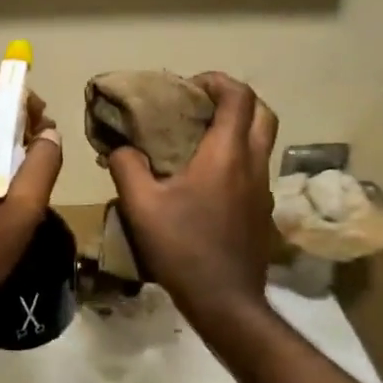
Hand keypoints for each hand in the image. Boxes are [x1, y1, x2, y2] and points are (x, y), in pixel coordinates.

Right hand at [106, 72, 277, 317]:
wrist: (225, 301)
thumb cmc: (183, 247)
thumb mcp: (141, 206)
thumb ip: (126, 167)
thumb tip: (119, 147)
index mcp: (227, 154)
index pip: (238, 96)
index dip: (216, 81)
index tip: (189, 85)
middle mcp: (253, 164)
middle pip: (262, 113)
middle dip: (235, 99)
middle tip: (202, 106)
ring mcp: (263, 189)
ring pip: (262, 142)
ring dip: (238, 129)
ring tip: (199, 140)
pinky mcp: (262, 212)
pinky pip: (255, 169)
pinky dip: (237, 158)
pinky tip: (206, 180)